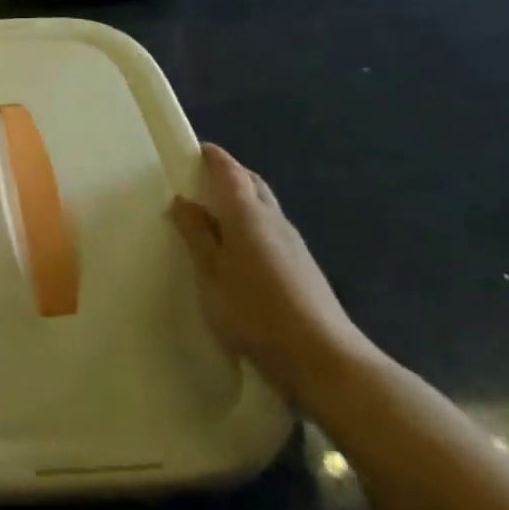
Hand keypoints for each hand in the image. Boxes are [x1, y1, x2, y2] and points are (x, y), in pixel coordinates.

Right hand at [171, 144, 378, 409]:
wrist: (324, 358)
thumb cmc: (256, 312)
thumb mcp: (211, 275)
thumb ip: (198, 236)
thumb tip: (184, 202)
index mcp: (247, 214)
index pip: (229, 171)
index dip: (212, 157)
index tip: (193, 151)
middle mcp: (274, 219)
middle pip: (252, 183)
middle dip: (229, 174)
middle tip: (200, 179)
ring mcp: (293, 243)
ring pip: (264, 205)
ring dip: (242, 199)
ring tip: (214, 212)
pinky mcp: (303, 266)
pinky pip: (272, 228)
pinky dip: (252, 222)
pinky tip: (240, 247)